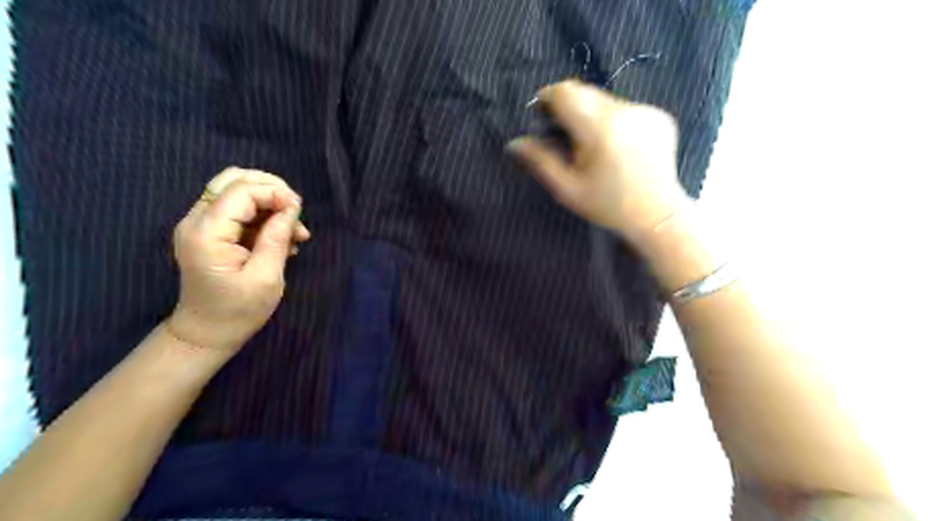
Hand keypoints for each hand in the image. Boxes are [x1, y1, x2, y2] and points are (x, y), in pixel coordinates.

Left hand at [168, 167, 310, 357]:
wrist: (207, 333)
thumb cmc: (239, 310)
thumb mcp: (266, 277)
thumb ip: (277, 237)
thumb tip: (291, 206)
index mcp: (207, 233)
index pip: (241, 191)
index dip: (275, 193)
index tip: (300, 211)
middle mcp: (197, 221)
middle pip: (233, 180)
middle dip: (271, 189)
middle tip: (296, 211)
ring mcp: (201, 225)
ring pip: (237, 191)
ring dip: (270, 203)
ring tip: (295, 230)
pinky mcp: (210, 232)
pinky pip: (238, 209)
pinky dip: (263, 215)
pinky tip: (282, 237)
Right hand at [506, 80, 687, 246]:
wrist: (657, 215)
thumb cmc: (607, 205)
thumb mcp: (567, 189)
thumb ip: (540, 161)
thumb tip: (513, 143)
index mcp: (599, 129)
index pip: (566, 92)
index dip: (548, 98)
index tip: (542, 116)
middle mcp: (624, 111)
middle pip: (585, 92)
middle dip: (569, 108)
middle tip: (565, 137)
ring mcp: (646, 111)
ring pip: (605, 100)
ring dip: (591, 115)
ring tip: (594, 147)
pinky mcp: (659, 116)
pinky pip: (626, 108)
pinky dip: (614, 121)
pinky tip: (617, 148)